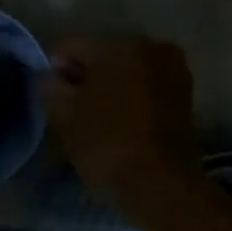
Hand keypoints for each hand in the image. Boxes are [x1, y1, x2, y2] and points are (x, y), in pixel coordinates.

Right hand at [41, 37, 201, 212]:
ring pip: (123, 70)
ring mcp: (172, 68)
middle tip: (72, 112)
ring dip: (107, 87)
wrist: (161, 185)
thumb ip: (48, 85)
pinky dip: (128, 97)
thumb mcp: (64, 114)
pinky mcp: (184, 93)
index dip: (53, 70)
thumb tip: (47, 75)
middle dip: (83, 77)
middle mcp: (150, 46)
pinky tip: (119, 122)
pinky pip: (143, 85)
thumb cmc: (107, 144)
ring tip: (96, 120)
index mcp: (119, 44)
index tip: (51, 100)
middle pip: (100, 54)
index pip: (69, 46)